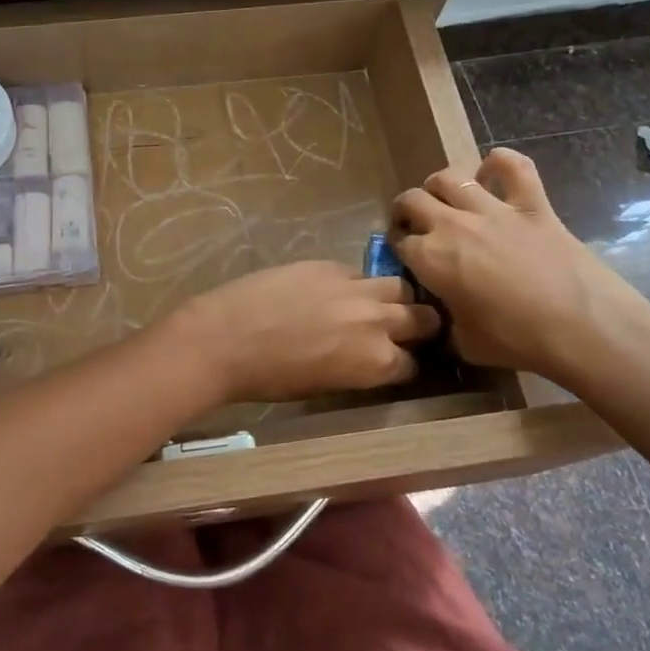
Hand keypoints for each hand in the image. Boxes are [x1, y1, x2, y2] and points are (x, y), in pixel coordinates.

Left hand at [174, 261, 441, 403]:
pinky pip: (359, 272)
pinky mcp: (329, 265)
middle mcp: (378, 322)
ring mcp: (355, 288)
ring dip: (395, 297)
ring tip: (378, 303)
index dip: (407, 363)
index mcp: (377, 363)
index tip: (399, 361)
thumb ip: (358, 368)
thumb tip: (368, 358)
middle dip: (419, 325)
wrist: (226, 338)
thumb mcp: (324, 386)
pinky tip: (338, 290)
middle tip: (404, 328)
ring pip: (399, 286)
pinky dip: (356, 283)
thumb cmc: (269, 378)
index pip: (414, 364)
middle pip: (422, 318)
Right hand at [393, 149, 649, 383]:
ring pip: (449, 177)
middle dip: (406, 211)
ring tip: (445, 199)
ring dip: (440, 186)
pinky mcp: (532, 204)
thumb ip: (444, 325)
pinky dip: (500, 163)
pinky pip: (512, 166)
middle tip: (415, 224)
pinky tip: (493, 172)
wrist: (582, 328)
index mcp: (430, 259)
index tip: (406, 260)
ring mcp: (493, 209)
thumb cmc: (517, 341)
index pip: (398, 243)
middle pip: (412, 200)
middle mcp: (452, 225)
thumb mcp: (465, 344)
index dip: (399, 250)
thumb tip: (440, 320)